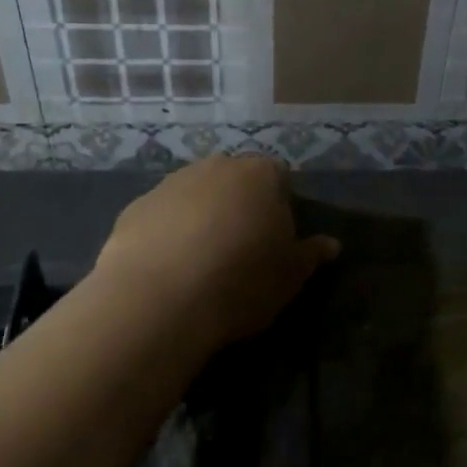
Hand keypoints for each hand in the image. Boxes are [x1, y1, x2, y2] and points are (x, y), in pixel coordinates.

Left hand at [94, 156, 338, 347]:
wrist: (157, 300)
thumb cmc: (240, 281)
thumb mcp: (290, 276)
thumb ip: (311, 255)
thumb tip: (332, 245)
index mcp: (261, 175)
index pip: (281, 178)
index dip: (281, 207)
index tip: (277, 240)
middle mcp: (217, 166)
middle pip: (236, 181)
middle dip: (240, 206)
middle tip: (241, 249)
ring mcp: (171, 183)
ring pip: (196, 195)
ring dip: (202, 217)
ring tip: (201, 262)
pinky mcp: (135, 207)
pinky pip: (162, 216)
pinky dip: (168, 233)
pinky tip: (168, 269)